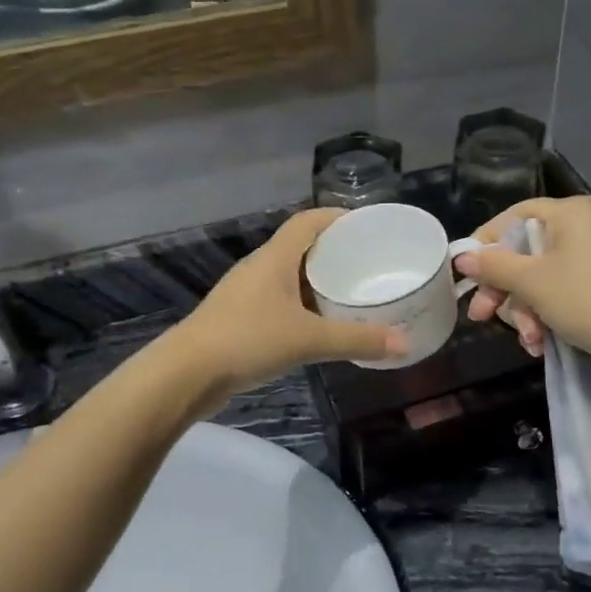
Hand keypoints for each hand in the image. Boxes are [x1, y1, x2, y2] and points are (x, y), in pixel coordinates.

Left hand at [168, 208, 405, 397]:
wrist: (186, 373)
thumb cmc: (247, 340)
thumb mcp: (308, 339)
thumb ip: (356, 340)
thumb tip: (404, 344)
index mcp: (275, 258)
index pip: (308, 221)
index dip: (338, 217)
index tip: (368, 226)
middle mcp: (260, 268)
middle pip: (301, 247)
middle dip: (334, 252)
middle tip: (369, 263)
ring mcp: (247, 293)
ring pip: (289, 276)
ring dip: (317, 281)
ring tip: (351, 292)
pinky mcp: (240, 318)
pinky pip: (279, 301)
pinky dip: (303, 305)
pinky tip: (320, 325)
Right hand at [455, 197, 590, 365]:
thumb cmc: (586, 300)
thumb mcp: (532, 282)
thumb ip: (493, 266)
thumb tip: (461, 256)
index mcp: (570, 212)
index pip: (513, 217)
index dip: (485, 243)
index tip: (464, 271)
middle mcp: (584, 226)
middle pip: (525, 251)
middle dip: (504, 290)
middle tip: (482, 315)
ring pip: (541, 277)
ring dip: (526, 311)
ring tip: (528, 340)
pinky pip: (562, 290)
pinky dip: (547, 314)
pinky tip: (541, 342)